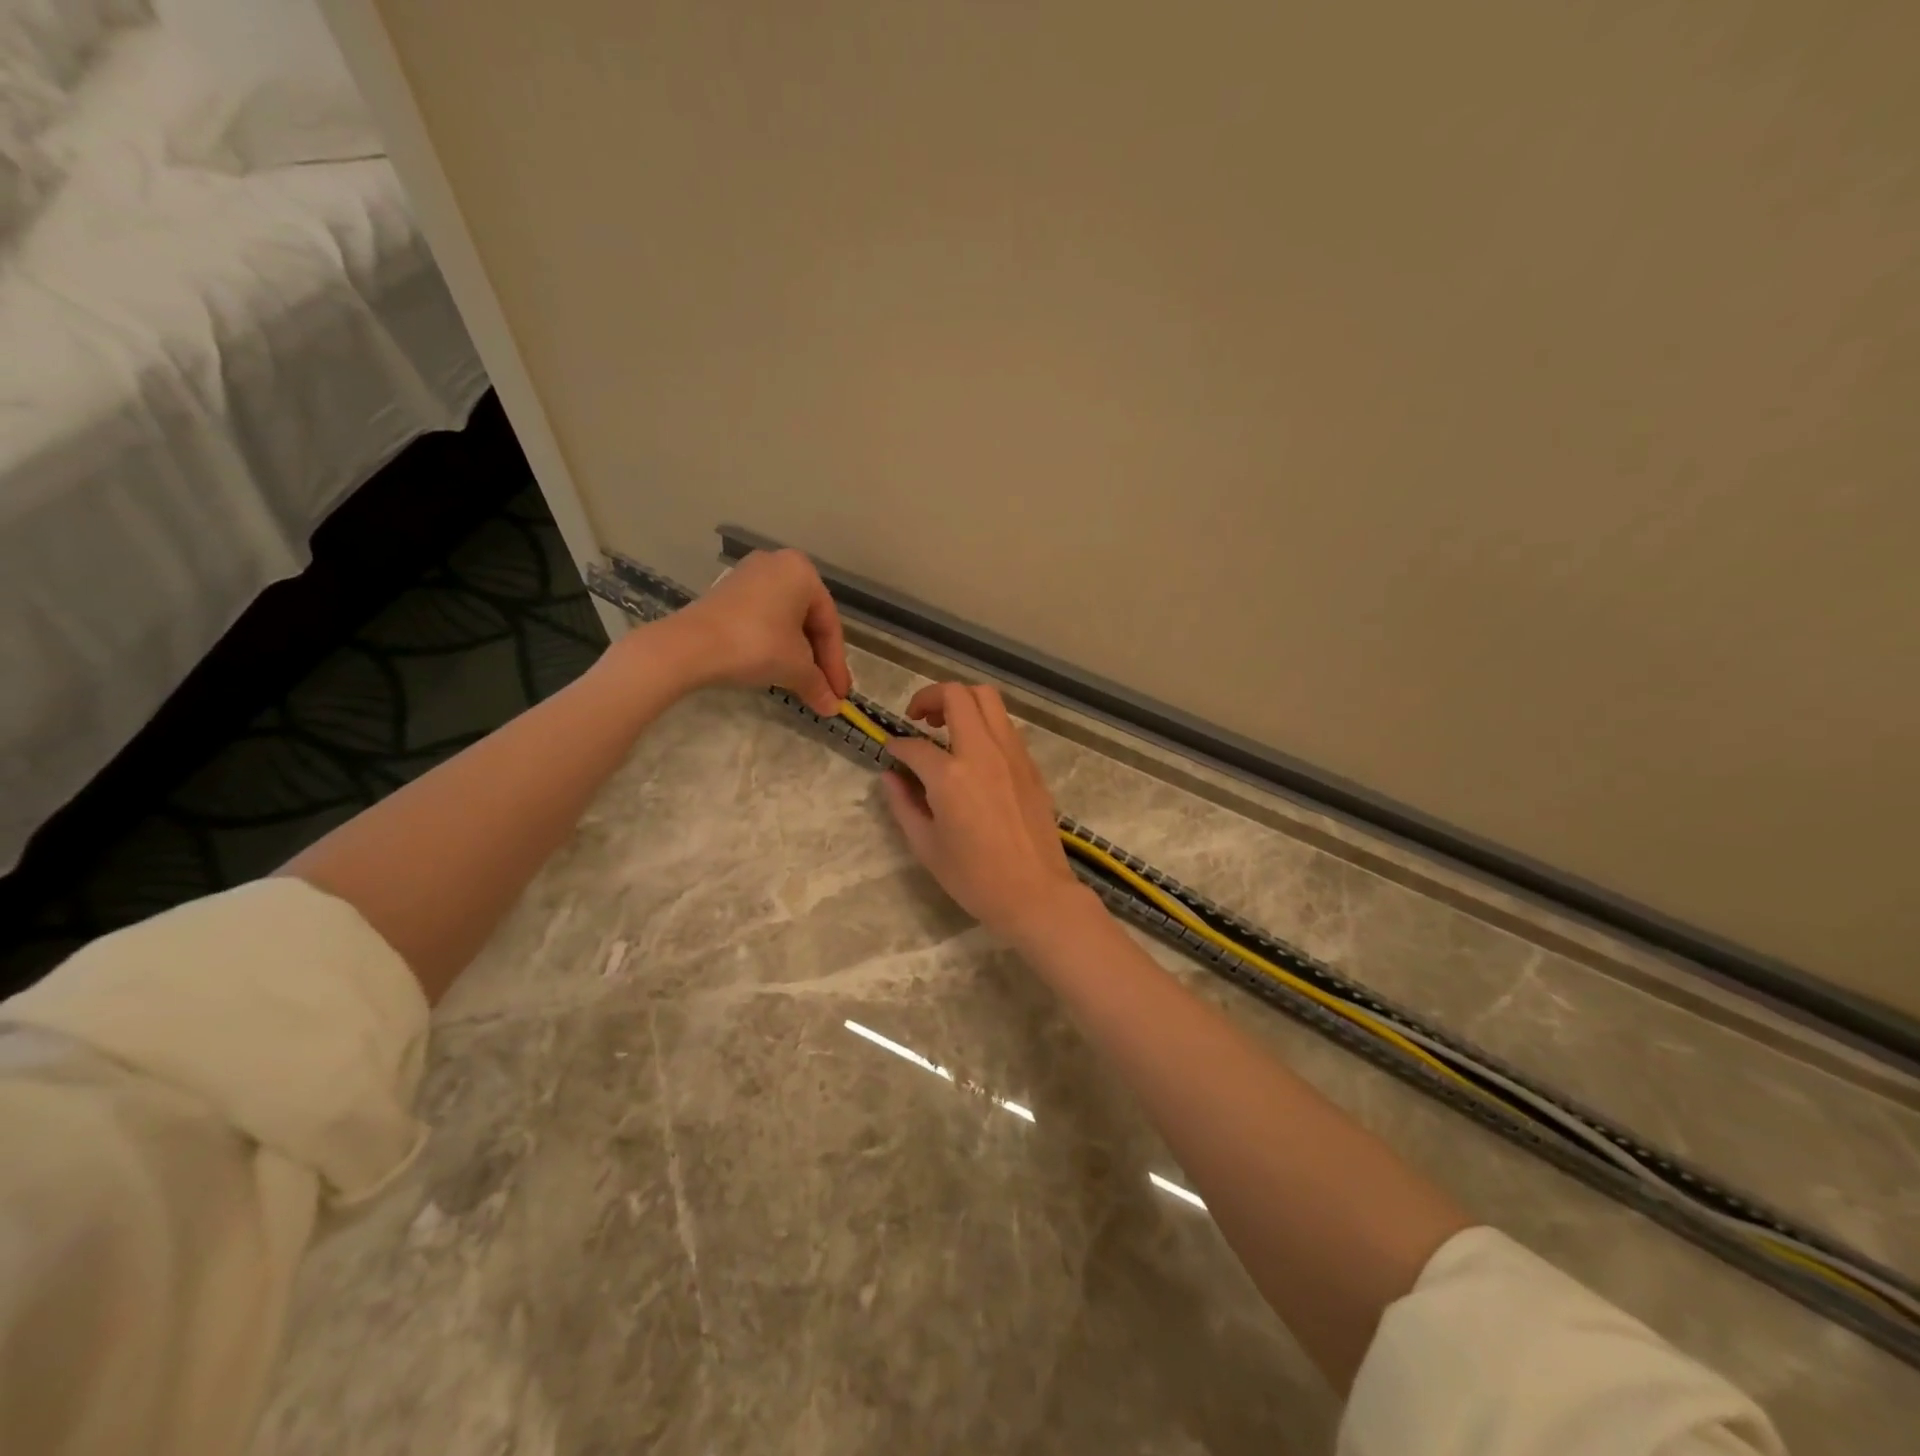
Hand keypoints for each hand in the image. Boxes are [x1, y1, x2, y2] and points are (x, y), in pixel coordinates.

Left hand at [670, 549, 851, 713]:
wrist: (690, 646)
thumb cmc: (756, 645)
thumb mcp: (795, 667)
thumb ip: (818, 685)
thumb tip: (833, 708)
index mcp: (803, 572)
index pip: (830, 625)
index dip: (836, 665)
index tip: (839, 695)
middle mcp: (778, 564)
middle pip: (808, 622)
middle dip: (816, 660)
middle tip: (823, 691)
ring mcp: (749, 576)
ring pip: (785, 622)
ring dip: (796, 655)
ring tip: (800, 684)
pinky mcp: (726, 593)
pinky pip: (762, 619)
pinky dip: (773, 644)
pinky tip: (774, 668)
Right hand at [879, 682, 1082, 938]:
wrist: (1035, 893)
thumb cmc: (974, 878)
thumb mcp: (926, 846)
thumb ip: (903, 804)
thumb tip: (890, 775)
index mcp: (950, 776)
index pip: (915, 745)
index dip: (897, 744)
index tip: (891, 750)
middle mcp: (982, 752)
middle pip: (957, 695)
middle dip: (930, 697)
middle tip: (918, 718)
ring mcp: (1011, 754)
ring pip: (988, 699)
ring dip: (962, 702)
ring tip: (947, 726)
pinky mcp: (1030, 764)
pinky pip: (1005, 725)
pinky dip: (985, 723)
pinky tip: (975, 751)